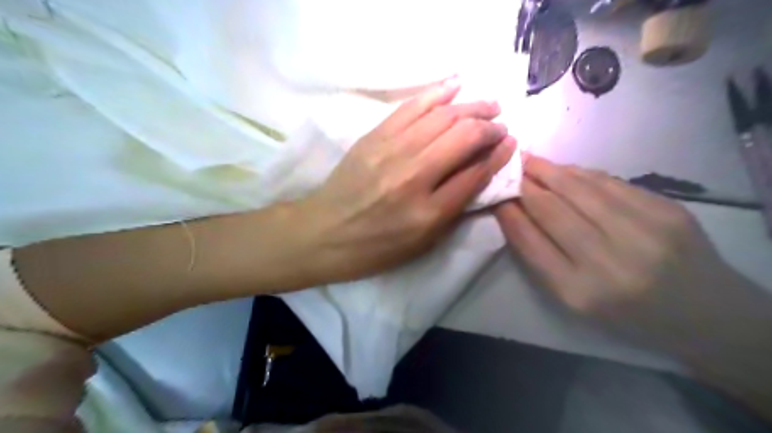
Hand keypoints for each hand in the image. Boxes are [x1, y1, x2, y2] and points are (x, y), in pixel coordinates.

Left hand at [299, 79, 514, 284]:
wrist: (323, 233)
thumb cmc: (376, 247)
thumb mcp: (422, 242)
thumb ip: (454, 209)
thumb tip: (481, 172)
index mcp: (429, 212)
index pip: (475, 173)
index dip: (498, 155)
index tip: (509, 143)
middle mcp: (414, 176)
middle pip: (463, 137)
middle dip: (489, 126)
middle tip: (500, 124)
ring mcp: (391, 151)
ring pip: (441, 116)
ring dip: (471, 106)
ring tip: (488, 104)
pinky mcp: (374, 136)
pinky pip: (411, 107)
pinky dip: (436, 93)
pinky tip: (455, 86)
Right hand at [495, 155, 754, 354]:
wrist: (703, 312)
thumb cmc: (626, 312)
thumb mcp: (574, 299)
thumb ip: (540, 257)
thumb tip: (513, 212)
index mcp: (579, 292)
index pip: (530, 241)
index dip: (509, 214)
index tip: (495, 196)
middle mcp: (609, 261)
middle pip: (552, 210)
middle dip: (524, 185)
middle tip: (508, 168)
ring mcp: (643, 232)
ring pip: (579, 189)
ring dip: (549, 171)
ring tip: (529, 160)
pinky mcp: (667, 210)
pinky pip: (610, 183)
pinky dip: (581, 173)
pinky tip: (565, 169)